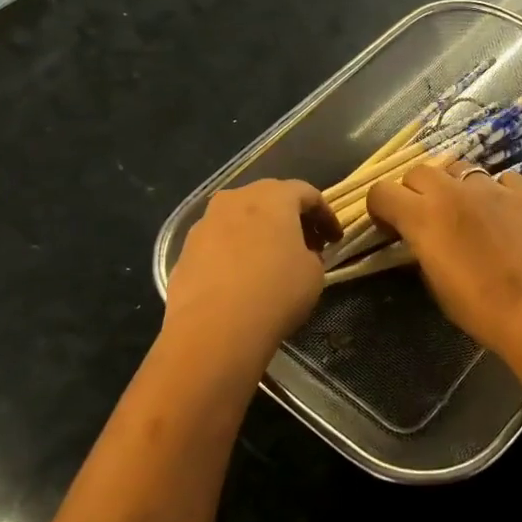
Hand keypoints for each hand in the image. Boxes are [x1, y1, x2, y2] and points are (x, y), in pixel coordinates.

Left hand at [164, 179, 341, 365]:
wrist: (214, 328)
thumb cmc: (275, 292)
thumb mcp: (313, 273)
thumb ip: (311, 254)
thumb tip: (300, 254)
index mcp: (273, 196)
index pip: (307, 194)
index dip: (326, 215)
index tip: (336, 240)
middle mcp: (236, 199)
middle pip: (270, 198)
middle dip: (291, 218)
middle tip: (307, 245)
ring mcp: (205, 222)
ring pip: (240, 217)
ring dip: (260, 232)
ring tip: (273, 260)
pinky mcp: (186, 250)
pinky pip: (219, 241)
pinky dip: (236, 250)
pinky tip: (243, 277)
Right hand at [366, 160, 521, 358]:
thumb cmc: (478, 307)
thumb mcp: (434, 283)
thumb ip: (421, 250)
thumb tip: (421, 241)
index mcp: (422, 216)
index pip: (382, 192)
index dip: (381, 208)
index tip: (390, 226)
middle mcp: (452, 191)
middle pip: (419, 172)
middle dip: (416, 191)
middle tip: (427, 217)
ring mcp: (491, 186)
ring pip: (460, 169)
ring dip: (455, 186)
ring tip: (467, 212)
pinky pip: (502, 179)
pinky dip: (497, 191)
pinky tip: (504, 213)